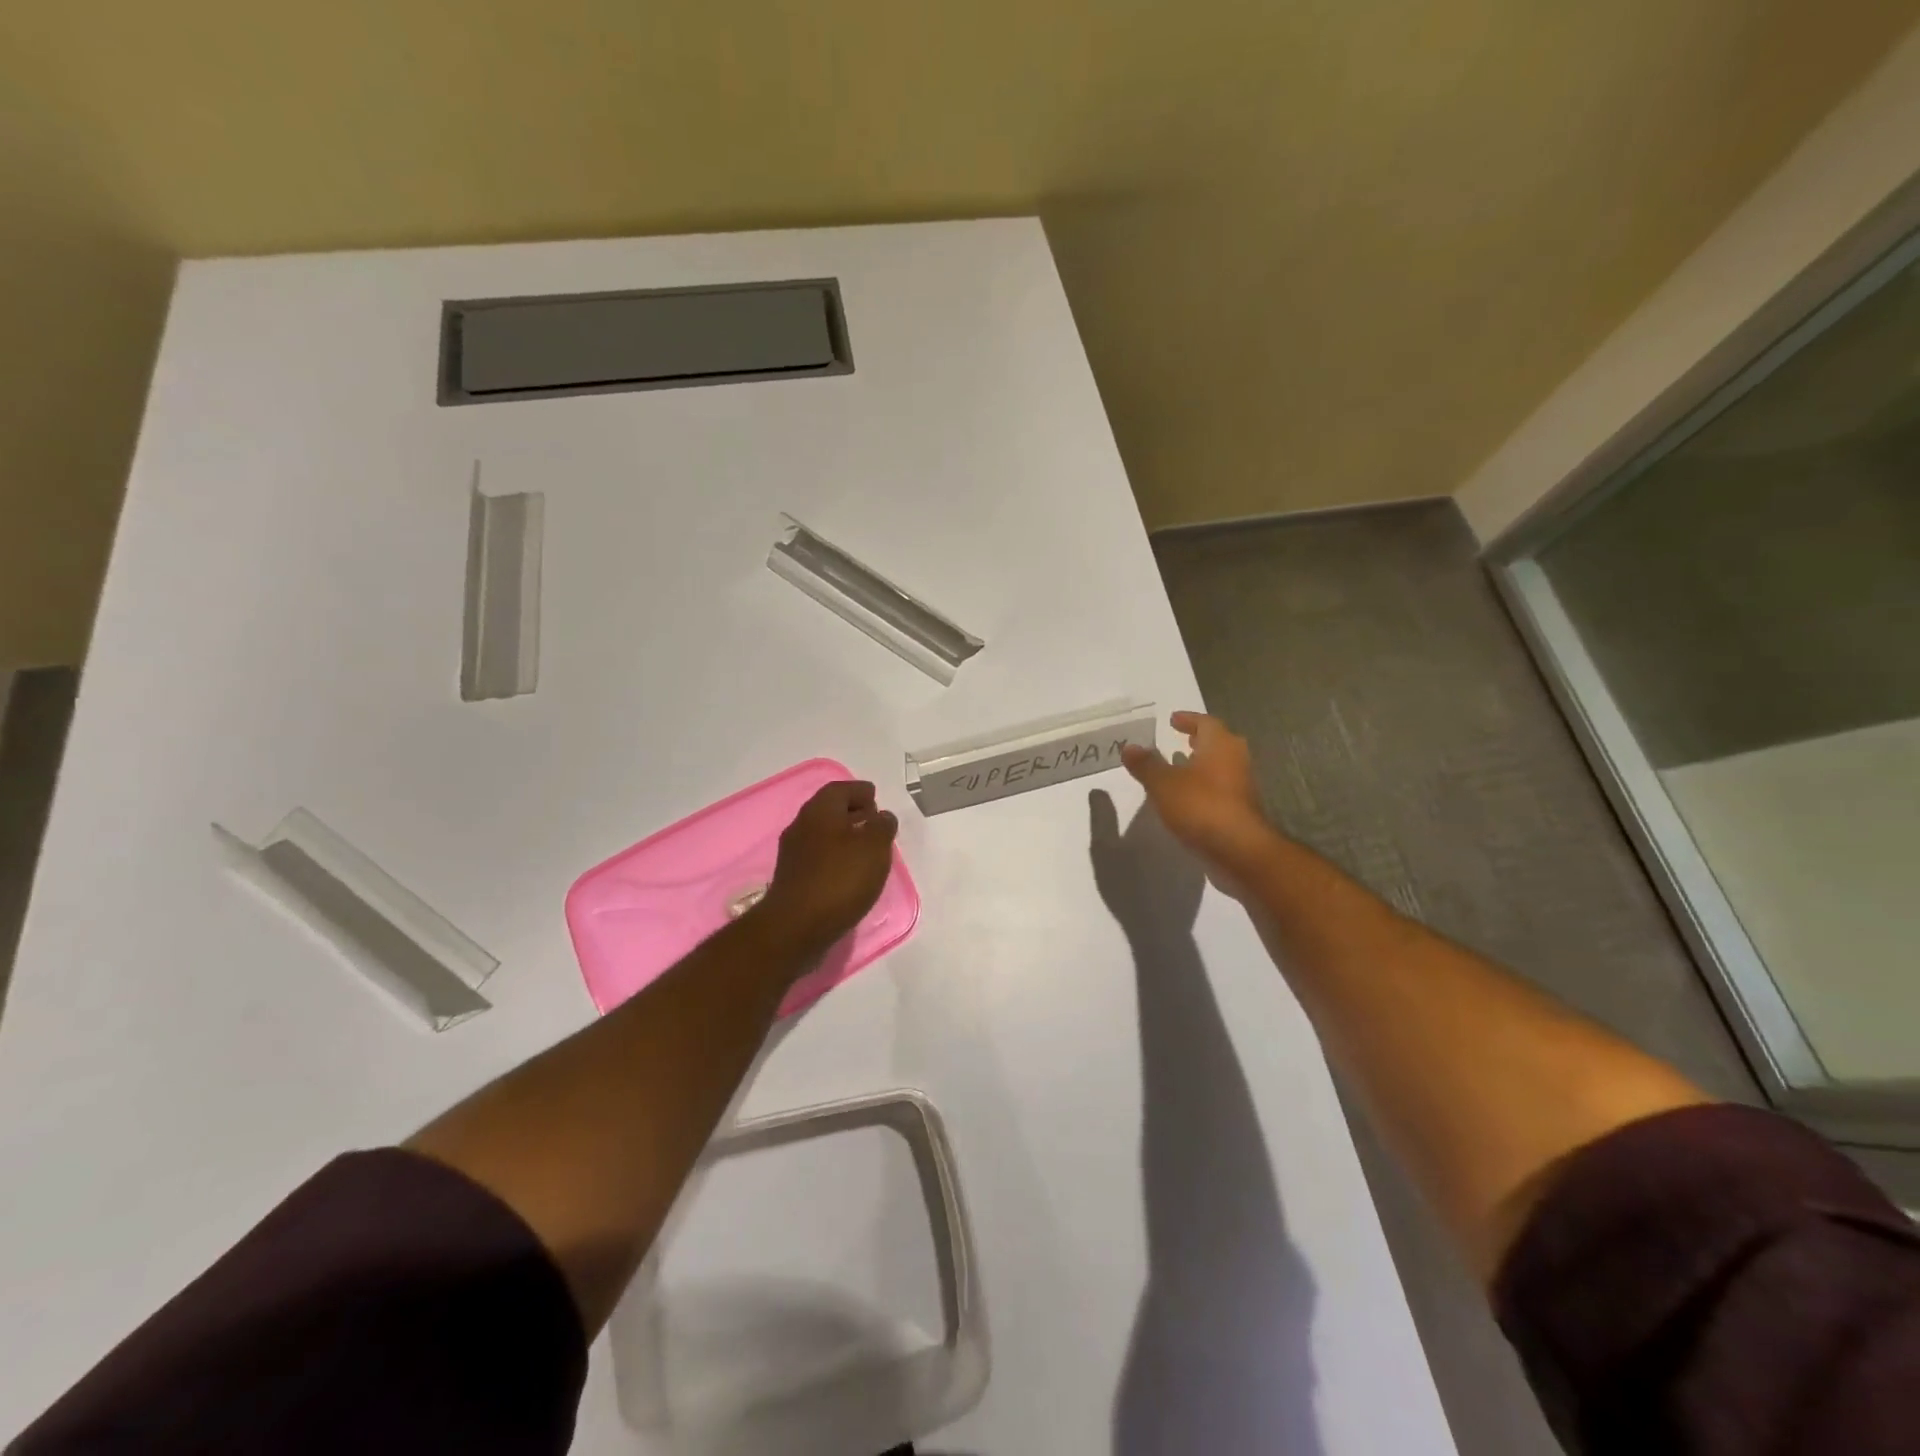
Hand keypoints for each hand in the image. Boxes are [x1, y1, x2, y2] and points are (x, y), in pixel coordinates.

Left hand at [755, 780, 899, 961]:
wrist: (795, 927)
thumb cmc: (840, 879)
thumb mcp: (874, 847)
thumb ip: (882, 826)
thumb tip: (881, 816)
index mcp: (820, 810)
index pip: (840, 789)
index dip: (860, 791)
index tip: (876, 798)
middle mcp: (801, 825)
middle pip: (829, 810)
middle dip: (852, 812)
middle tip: (874, 822)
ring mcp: (793, 853)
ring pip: (822, 834)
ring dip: (844, 837)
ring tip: (867, 850)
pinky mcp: (792, 878)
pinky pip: (818, 857)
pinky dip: (835, 857)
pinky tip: (849, 872)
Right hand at [1122, 712, 1274, 893]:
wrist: (1238, 849)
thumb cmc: (1201, 806)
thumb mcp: (1163, 784)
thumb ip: (1146, 764)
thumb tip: (1129, 747)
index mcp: (1220, 744)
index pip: (1206, 722)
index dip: (1188, 720)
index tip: (1173, 720)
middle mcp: (1235, 759)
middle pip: (1218, 742)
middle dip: (1199, 740)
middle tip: (1181, 739)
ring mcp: (1242, 785)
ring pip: (1220, 765)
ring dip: (1201, 763)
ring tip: (1179, 767)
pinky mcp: (1241, 808)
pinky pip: (1220, 787)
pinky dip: (1204, 785)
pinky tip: (1187, 796)